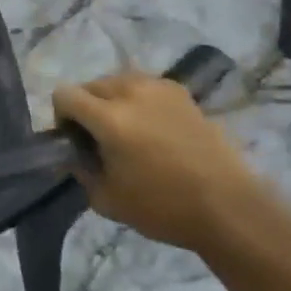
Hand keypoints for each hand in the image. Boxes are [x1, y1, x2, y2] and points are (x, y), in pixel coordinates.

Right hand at [55, 71, 266, 251]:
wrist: (229, 207)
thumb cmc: (164, 208)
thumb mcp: (108, 200)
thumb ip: (81, 172)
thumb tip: (72, 157)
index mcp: (109, 118)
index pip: (64, 94)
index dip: (62, 117)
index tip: (75, 141)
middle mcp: (130, 91)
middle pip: (90, 85)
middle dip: (87, 108)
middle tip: (100, 139)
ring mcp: (158, 87)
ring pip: (118, 81)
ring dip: (112, 101)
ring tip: (128, 131)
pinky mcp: (180, 92)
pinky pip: (144, 86)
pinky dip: (138, 100)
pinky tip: (154, 129)